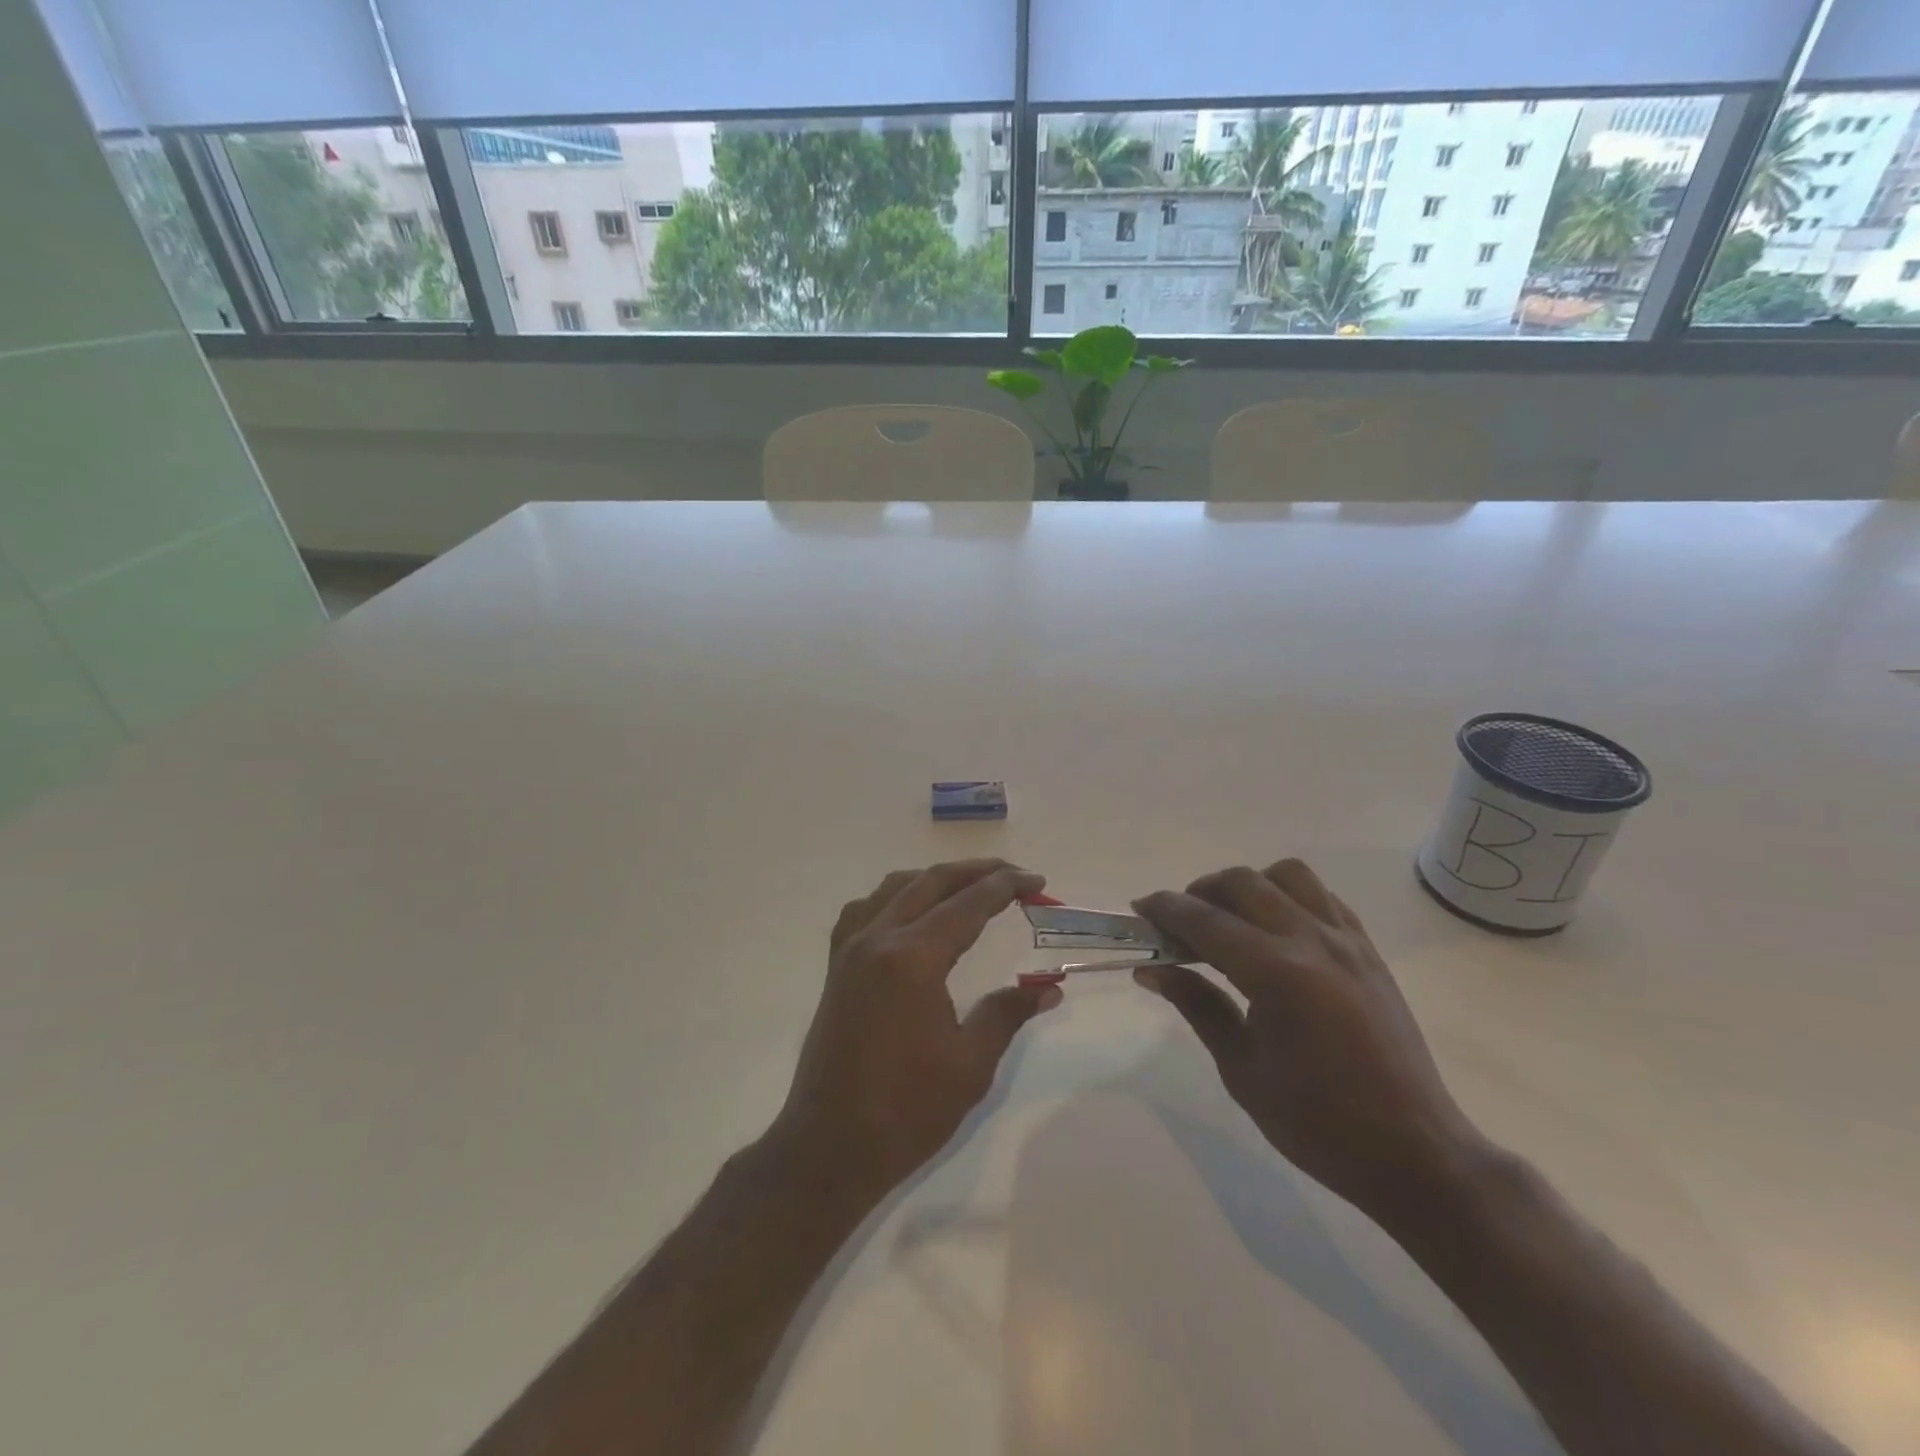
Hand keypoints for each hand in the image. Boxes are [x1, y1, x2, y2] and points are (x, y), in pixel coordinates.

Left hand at [775, 860, 1061, 1196]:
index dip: (1006, 887)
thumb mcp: (970, 1065)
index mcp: (913, 958)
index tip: (1037, 880)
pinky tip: (909, 911)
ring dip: (936, 879)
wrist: (829, 1146)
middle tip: (1015, 876)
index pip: (968, 904)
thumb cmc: (906, 1110)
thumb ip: (1007, 1014)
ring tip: (970, 886)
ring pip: (896, 887)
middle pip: (932, 882)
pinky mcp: (836, 965)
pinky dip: (895, 896)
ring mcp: (850, 949)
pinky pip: (865, 909)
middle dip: (977, 872)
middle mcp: (878, 938)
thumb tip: (1047, 988)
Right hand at [1133, 859, 1485, 1216]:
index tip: (1139, 910)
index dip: (1165, 909)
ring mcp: (1347, 941)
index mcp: (1277, 973)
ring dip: (1249, 885)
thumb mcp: (1242, 1071)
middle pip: (1243, 882)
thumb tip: (1151, 970)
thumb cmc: (1318, 1123)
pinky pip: (1323, 897)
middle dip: (1200, 892)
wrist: (1415, 1153)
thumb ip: (1197, 1006)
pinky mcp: (1368, 951)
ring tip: (1232, 919)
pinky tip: (1276, 930)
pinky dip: (1289, 897)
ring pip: (1288, 875)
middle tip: (1180, 923)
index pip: (1205, 920)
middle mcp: (1312, 941)